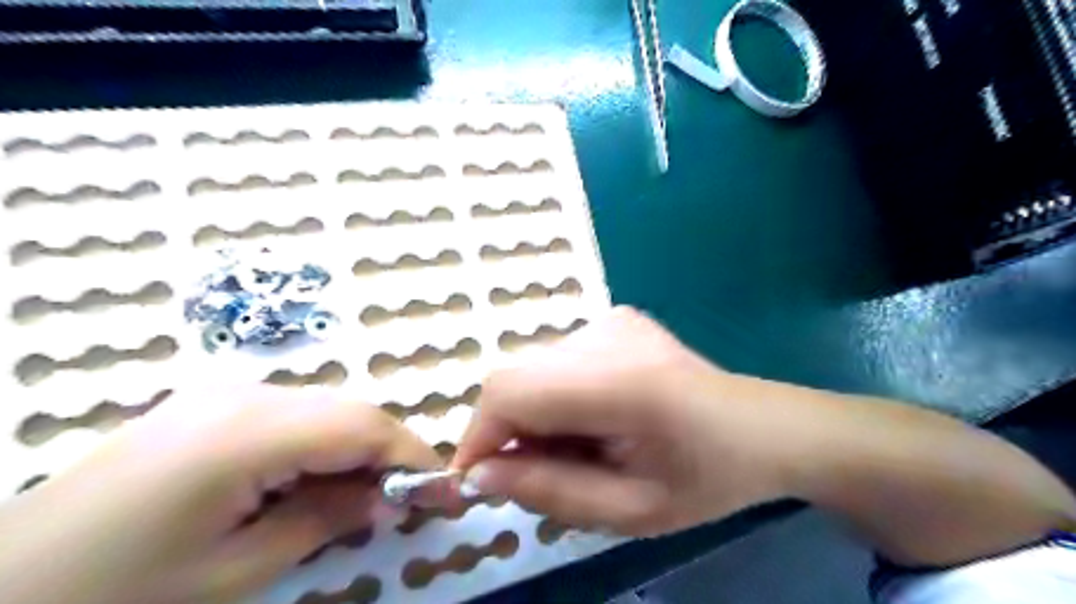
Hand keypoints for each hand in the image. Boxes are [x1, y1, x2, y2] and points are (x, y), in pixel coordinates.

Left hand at [0, 386, 438, 602]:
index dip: (412, 455)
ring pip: (324, 410)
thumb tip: (388, 499)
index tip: (445, 491)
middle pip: (348, 411)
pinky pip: (291, 416)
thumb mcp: (235, 573)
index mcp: (249, 431)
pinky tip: (313, 483)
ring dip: (355, 450)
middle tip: (407, 500)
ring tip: (362, 499)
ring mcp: (222, 396)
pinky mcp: (208, 408)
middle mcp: (244, 395)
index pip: (363, 426)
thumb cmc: (115, 596)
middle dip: (388, 452)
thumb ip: (325, 521)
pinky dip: (320, 446)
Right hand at [449, 308, 807, 534]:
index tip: (478, 480)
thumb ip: (550, 492)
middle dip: (510, 430)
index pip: (511, 390)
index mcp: (621, 381)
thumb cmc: (707, 478)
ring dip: (535, 414)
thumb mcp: (630, 511)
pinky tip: (597, 416)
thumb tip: (479, 474)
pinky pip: (557, 360)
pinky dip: (557, 395)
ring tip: (581, 446)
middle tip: (541, 472)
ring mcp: (611, 319)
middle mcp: (607, 334)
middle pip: (515, 376)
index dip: (480, 434)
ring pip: (533, 369)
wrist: (762, 427)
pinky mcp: (615, 318)